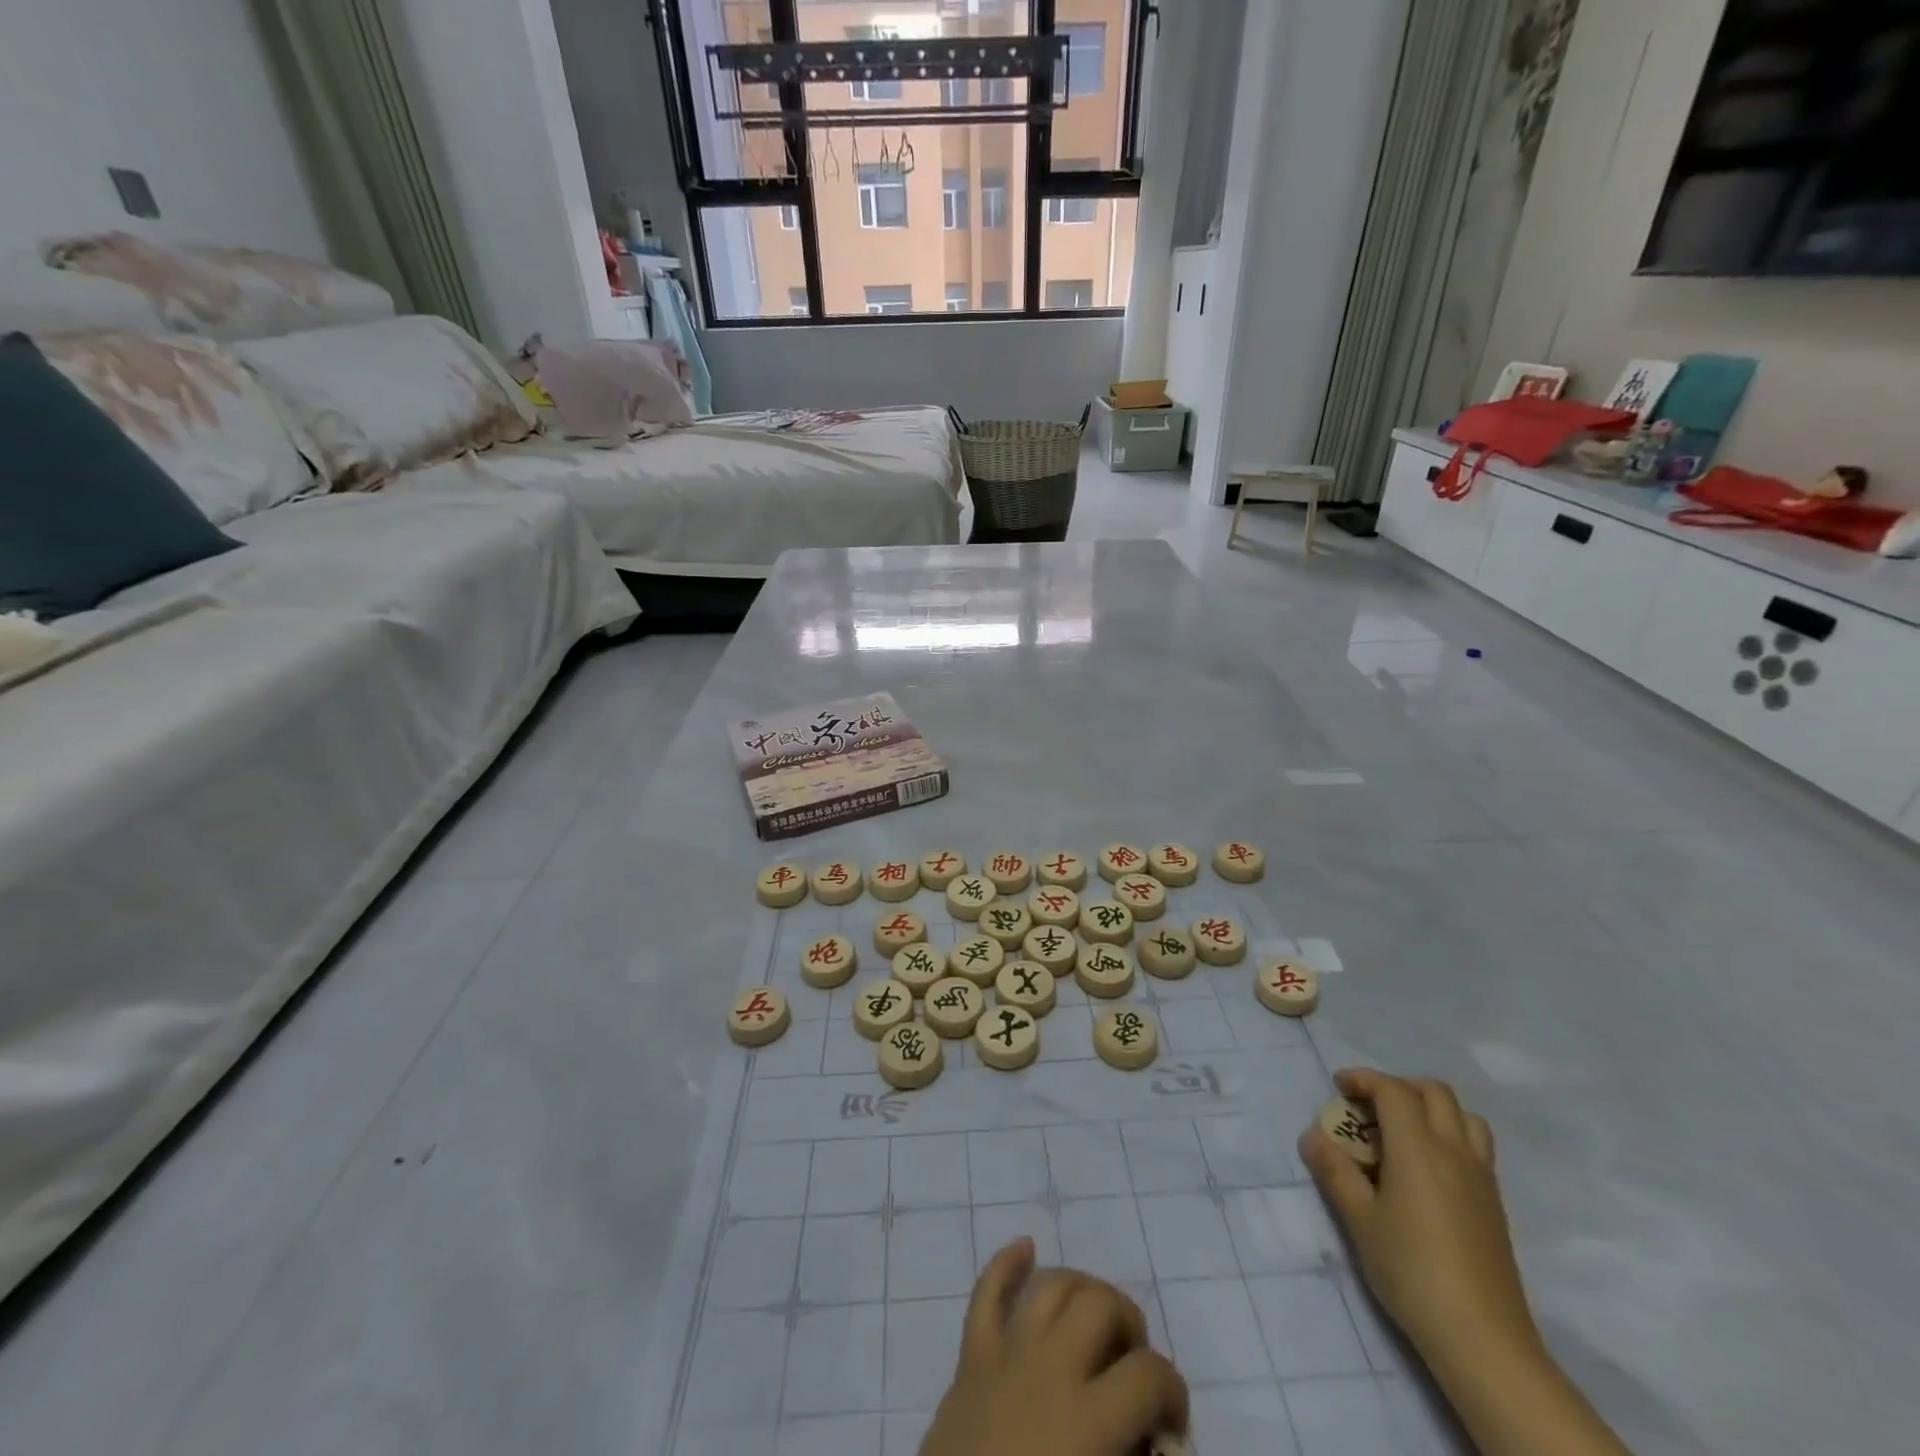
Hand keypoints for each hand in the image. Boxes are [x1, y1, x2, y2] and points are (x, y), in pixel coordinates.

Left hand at [918, 1238, 1187, 1455]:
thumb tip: (1157, 1442)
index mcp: (1088, 1420)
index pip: (1149, 1375)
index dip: (1173, 1392)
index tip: (1171, 1423)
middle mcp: (1050, 1369)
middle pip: (1100, 1304)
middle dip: (1128, 1323)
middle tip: (1132, 1364)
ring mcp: (1006, 1354)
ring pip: (1051, 1285)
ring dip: (1081, 1289)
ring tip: (1096, 1317)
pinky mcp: (971, 1357)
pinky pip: (986, 1293)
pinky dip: (1006, 1264)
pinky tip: (1025, 1248)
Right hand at [1298, 1068, 1541, 1381]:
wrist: (1482, 1338)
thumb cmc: (1411, 1270)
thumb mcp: (1359, 1219)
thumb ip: (1335, 1171)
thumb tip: (1312, 1136)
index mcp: (1419, 1149)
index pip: (1393, 1091)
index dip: (1364, 1079)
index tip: (1339, 1086)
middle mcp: (1454, 1152)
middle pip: (1434, 1092)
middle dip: (1398, 1086)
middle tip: (1369, 1105)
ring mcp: (1481, 1178)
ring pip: (1464, 1116)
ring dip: (1431, 1107)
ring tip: (1402, 1129)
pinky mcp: (1494, 1204)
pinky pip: (1475, 1145)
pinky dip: (1449, 1134)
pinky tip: (1426, 1168)